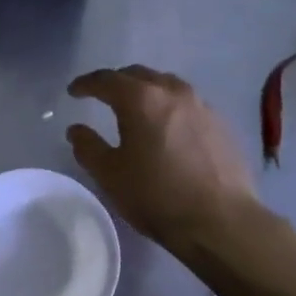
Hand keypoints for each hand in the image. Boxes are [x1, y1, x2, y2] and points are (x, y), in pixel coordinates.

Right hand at [66, 66, 260, 249]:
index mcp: (141, 99)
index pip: (107, 80)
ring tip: (136, 108)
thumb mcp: (110, 175)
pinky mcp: (221, 124)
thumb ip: (88, 147)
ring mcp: (202, 106)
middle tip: (103, 96)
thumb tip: (77, 130)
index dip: (86, 84)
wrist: (221, 221)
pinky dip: (169, 107)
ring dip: (146, 90)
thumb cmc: (157, 196)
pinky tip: (168, 128)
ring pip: (167, 85)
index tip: (73, 92)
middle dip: (117, 82)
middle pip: (139, 75)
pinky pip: (188, 104)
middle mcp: (173, 92)